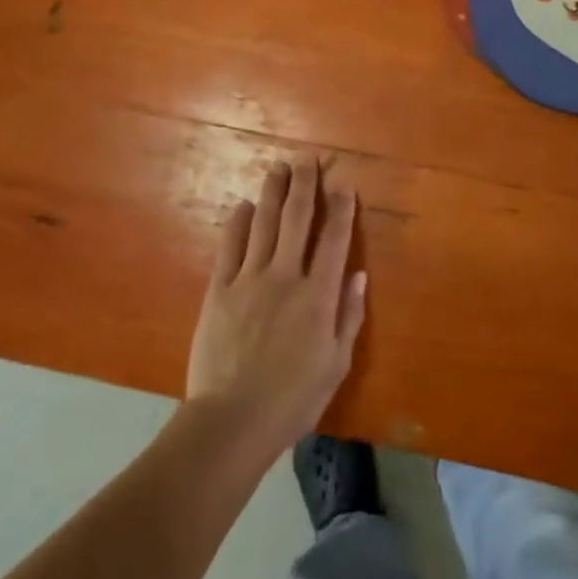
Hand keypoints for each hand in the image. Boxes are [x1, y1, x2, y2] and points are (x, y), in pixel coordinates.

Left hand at [186, 155, 366, 457]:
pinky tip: (242, 206)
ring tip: (278, 167)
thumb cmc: (293, 399)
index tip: (344, 183)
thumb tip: (358, 274)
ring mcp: (249, 279)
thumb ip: (348, 316)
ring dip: (273, 192)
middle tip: (307, 158)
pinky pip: (230, 246)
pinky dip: (237, 222)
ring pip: (263, 224)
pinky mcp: (220, 289)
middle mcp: (285, 276)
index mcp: (318, 295)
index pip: (334, 240)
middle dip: (305, 185)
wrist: (232, 420)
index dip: (341, 208)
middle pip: (297, 219)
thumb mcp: (335, 364)